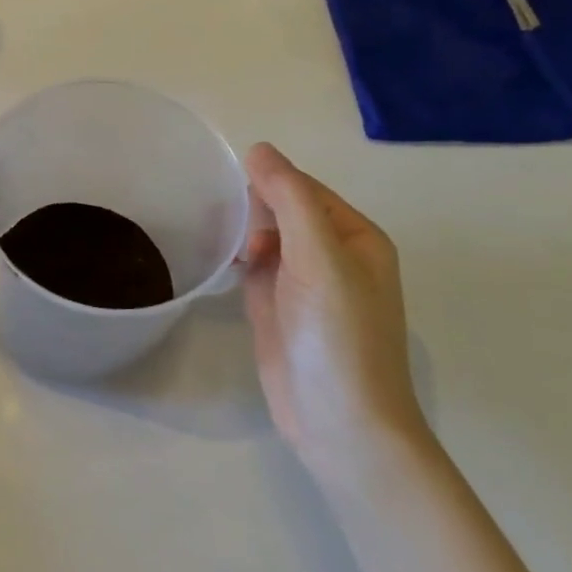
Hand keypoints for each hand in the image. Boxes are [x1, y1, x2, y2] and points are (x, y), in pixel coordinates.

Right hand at [241, 143, 425, 478]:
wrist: (339, 422)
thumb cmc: (338, 334)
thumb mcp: (319, 257)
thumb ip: (289, 199)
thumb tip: (258, 148)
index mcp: (355, 237)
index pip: (305, 189)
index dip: (269, 181)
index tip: (226, 182)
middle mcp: (332, 256)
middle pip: (284, 212)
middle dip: (252, 209)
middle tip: (219, 217)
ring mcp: (303, 286)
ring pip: (266, 241)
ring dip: (242, 235)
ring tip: (215, 238)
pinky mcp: (277, 311)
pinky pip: (254, 271)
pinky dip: (236, 263)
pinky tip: (217, 263)